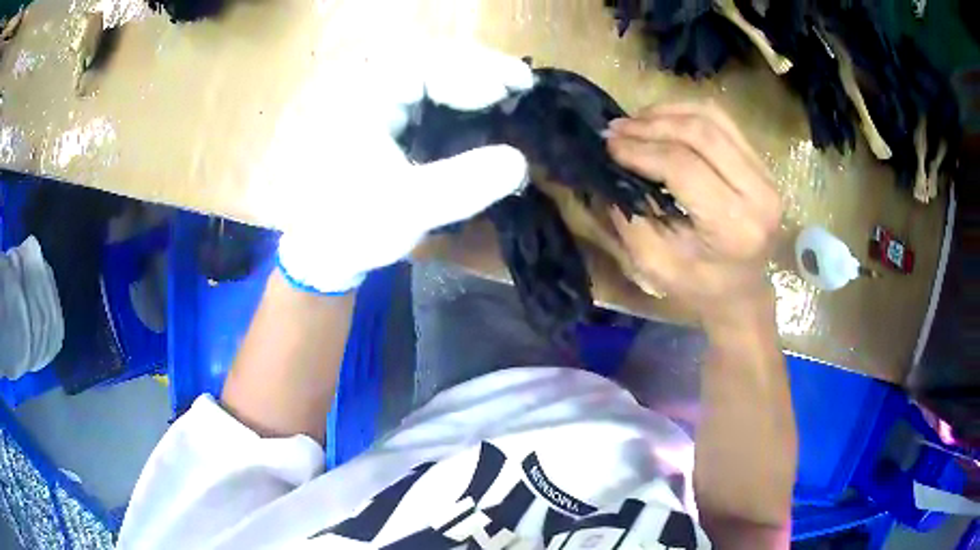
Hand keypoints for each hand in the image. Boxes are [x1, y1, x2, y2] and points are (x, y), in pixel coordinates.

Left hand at [253, 41, 533, 293]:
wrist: (312, 249)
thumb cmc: (348, 227)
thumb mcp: (406, 208)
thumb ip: (463, 184)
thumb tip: (521, 162)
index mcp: (362, 96)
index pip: (429, 63)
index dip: (480, 70)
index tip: (522, 85)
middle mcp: (363, 85)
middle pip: (429, 59)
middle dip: (477, 70)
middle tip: (520, 86)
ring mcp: (368, 98)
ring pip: (425, 74)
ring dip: (467, 81)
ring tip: (505, 94)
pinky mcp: (375, 116)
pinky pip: (420, 94)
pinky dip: (452, 98)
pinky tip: (475, 110)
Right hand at [606, 103, 781, 330]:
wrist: (742, 292)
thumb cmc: (698, 287)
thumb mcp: (655, 264)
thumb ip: (631, 215)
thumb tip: (608, 168)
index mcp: (734, 226)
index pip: (683, 167)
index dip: (641, 150)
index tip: (608, 145)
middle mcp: (759, 194)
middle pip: (701, 134)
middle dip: (651, 125)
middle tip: (615, 128)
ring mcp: (766, 175)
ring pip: (713, 118)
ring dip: (668, 113)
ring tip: (635, 121)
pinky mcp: (763, 164)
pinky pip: (723, 121)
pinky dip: (687, 113)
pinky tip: (661, 119)